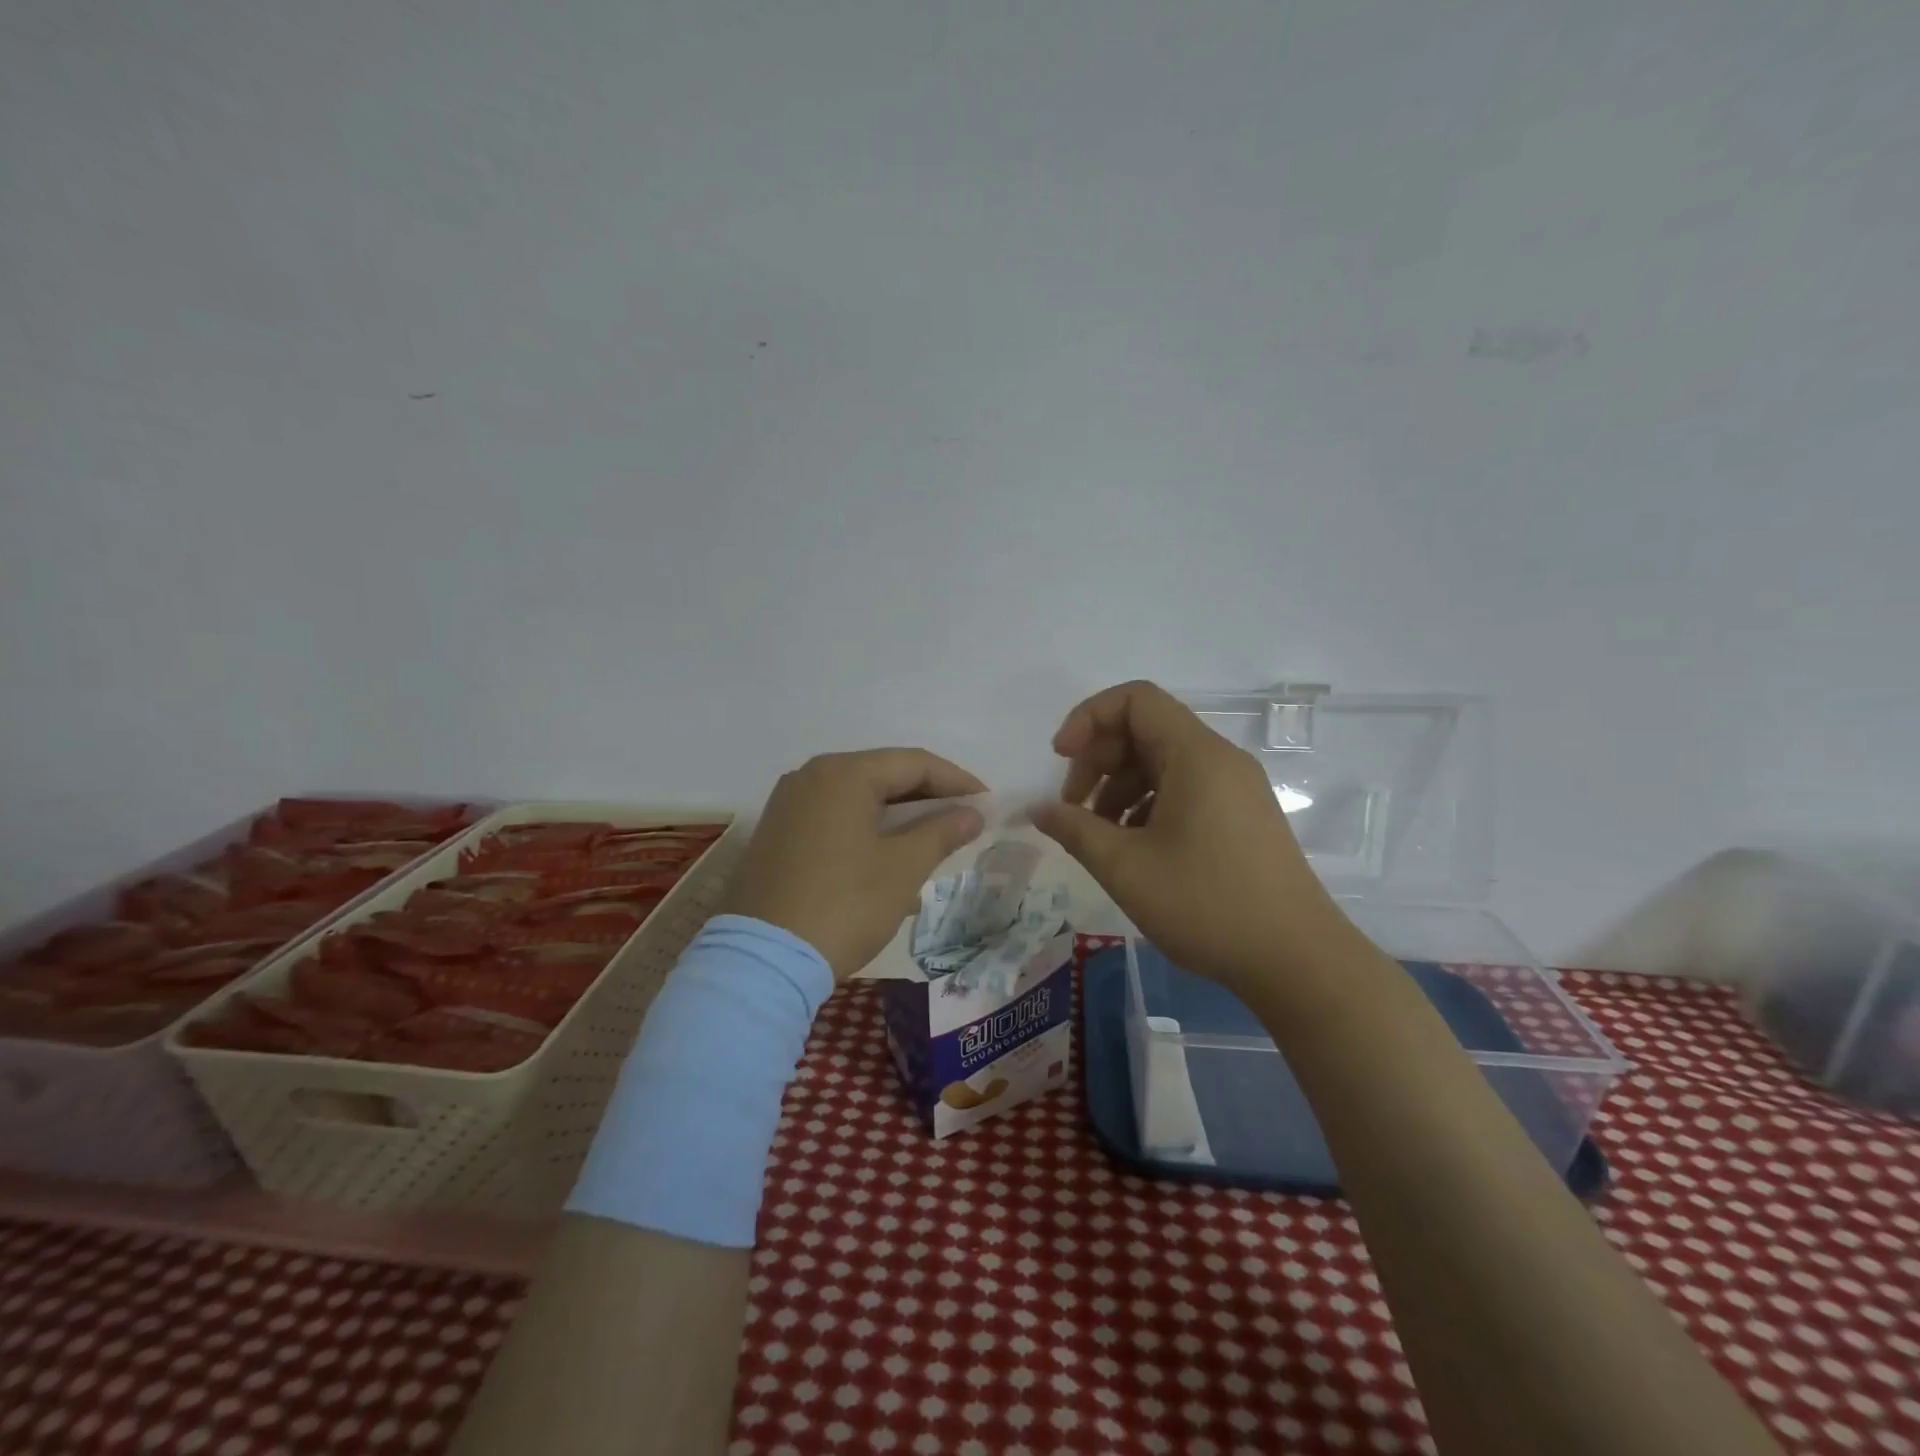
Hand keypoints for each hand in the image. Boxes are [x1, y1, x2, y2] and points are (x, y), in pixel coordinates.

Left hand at [720, 749, 986, 978]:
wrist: (763, 961)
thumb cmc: (844, 905)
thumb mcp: (903, 868)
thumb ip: (942, 832)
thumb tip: (972, 813)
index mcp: (843, 773)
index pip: (913, 763)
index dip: (956, 781)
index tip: (987, 803)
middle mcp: (810, 776)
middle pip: (882, 774)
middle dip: (927, 795)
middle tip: (964, 818)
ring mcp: (788, 804)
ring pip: (857, 795)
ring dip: (898, 812)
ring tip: (932, 835)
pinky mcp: (776, 833)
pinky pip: (833, 815)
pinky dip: (866, 825)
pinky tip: (886, 850)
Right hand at [1031, 681, 1357, 992]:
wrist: (1298, 961)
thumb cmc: (1207, 905)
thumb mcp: (1126, 868)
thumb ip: (1074, 829)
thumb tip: (1038, 809)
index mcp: (1196, 755)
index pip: (1135, 699)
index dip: (1088, 718)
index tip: (1061, 760)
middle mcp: (1220, 760)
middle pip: (1145, 730)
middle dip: (1099, 760)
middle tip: (1074, 809)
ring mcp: (1235, 788)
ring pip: (1162, 763)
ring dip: (1119, 788)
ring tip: (1099, 837)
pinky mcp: (1241, 817)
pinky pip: (1184, 790)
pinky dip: (1148, 806)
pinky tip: (1133, 849)